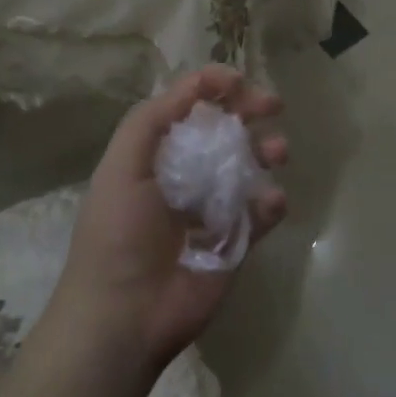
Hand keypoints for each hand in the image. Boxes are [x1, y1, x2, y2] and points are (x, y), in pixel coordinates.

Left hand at [47, 66, 286, 372]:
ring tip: (277, 151)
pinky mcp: (235, 242)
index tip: (239, 81)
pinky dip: (271, 203)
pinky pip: (261, 213)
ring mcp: (213, 210)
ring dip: (266, 151)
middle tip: (273, 104)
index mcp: (155, 155)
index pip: (189, 109)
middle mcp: (186, 176)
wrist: (125, 315)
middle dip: (249, 111)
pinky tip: (270, 202)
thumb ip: (153, 119)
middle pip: (224, 132)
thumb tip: (198, 83)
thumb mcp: (122, 165)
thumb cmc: (118, 233)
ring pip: (249, 168)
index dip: (213, 88)